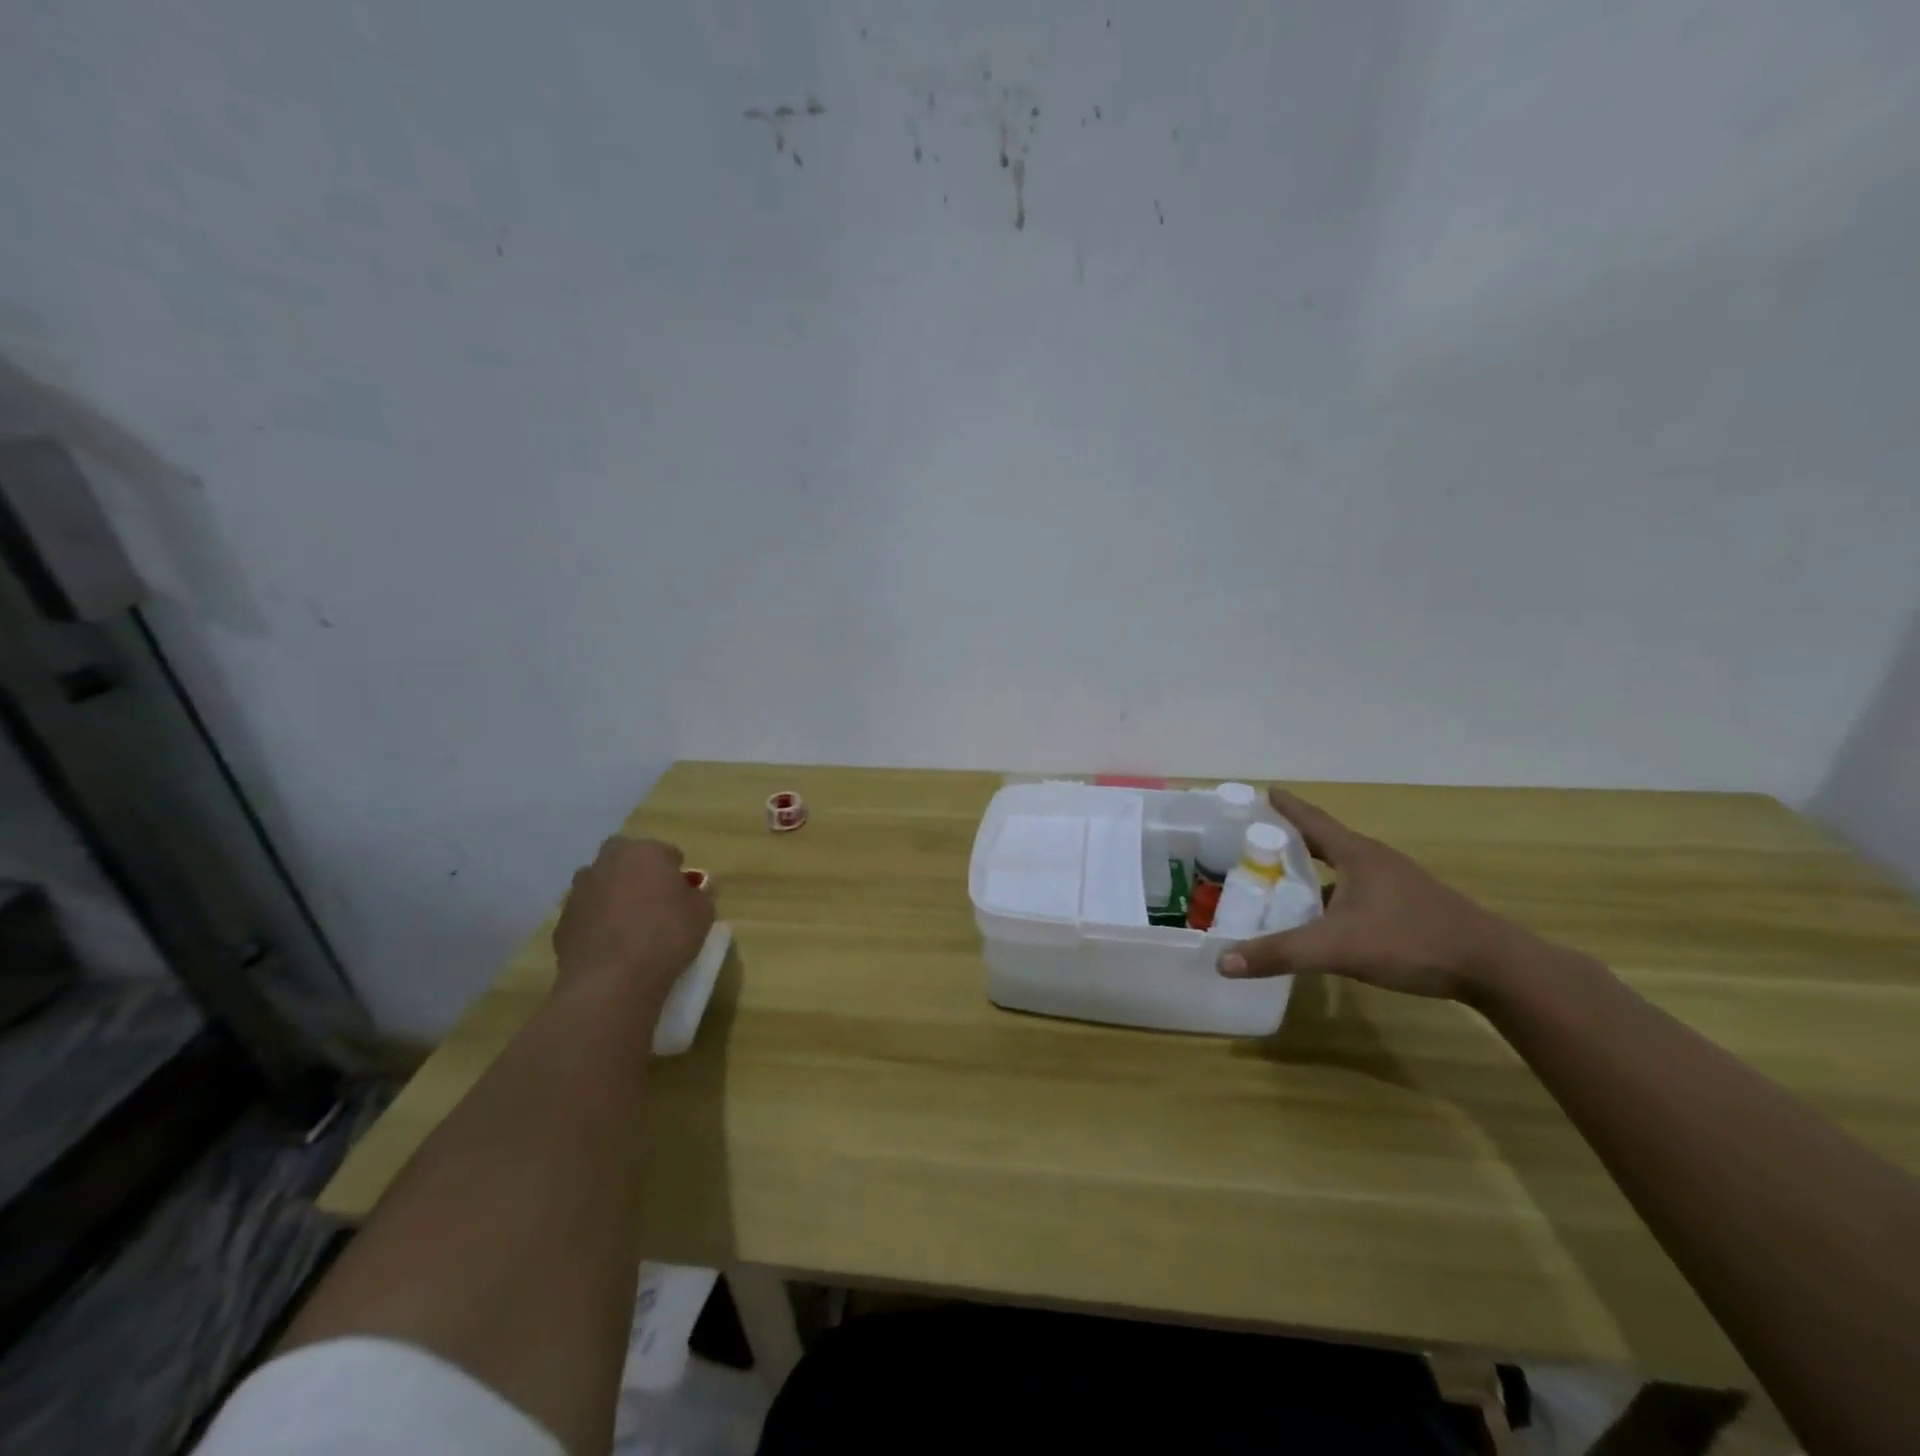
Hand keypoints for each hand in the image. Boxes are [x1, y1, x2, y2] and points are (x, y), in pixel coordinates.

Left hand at [552, 837, 713, 1010]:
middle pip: (626, 860)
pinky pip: (587, 916)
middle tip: (654, 902)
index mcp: (643, 852)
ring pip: (601, 886)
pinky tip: (612, 948)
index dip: (676, 872)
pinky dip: (597, 924)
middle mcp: (606, 863)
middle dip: (638, 874)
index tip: (684, 894)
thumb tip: (695, 890)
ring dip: (614, 897)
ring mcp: (578, 892)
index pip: (666, 852)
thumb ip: (701, 895)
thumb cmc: (666, 936)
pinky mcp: (562, 923)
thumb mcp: (703, 914)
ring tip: (631, 927)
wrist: (612, 981)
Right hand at [1216, 788, 1531, 1001]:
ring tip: (1281, 881)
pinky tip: (1323, 919)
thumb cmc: (1411, 940)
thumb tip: (1222, 961)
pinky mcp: (1409, 907)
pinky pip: (1358, 891)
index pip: (1311, 820)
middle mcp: (1375, 860)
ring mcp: (1396, 884)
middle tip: (1256, 842)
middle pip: (1324, 841)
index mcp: (1356, 854)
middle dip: (1290, 840)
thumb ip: (1280, 953)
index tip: (1262, 792)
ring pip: (1342, 870)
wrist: (1495, 967)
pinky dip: (1333, 896)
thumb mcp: (1337, 947)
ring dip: (1312, 871)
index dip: (1285, 806)